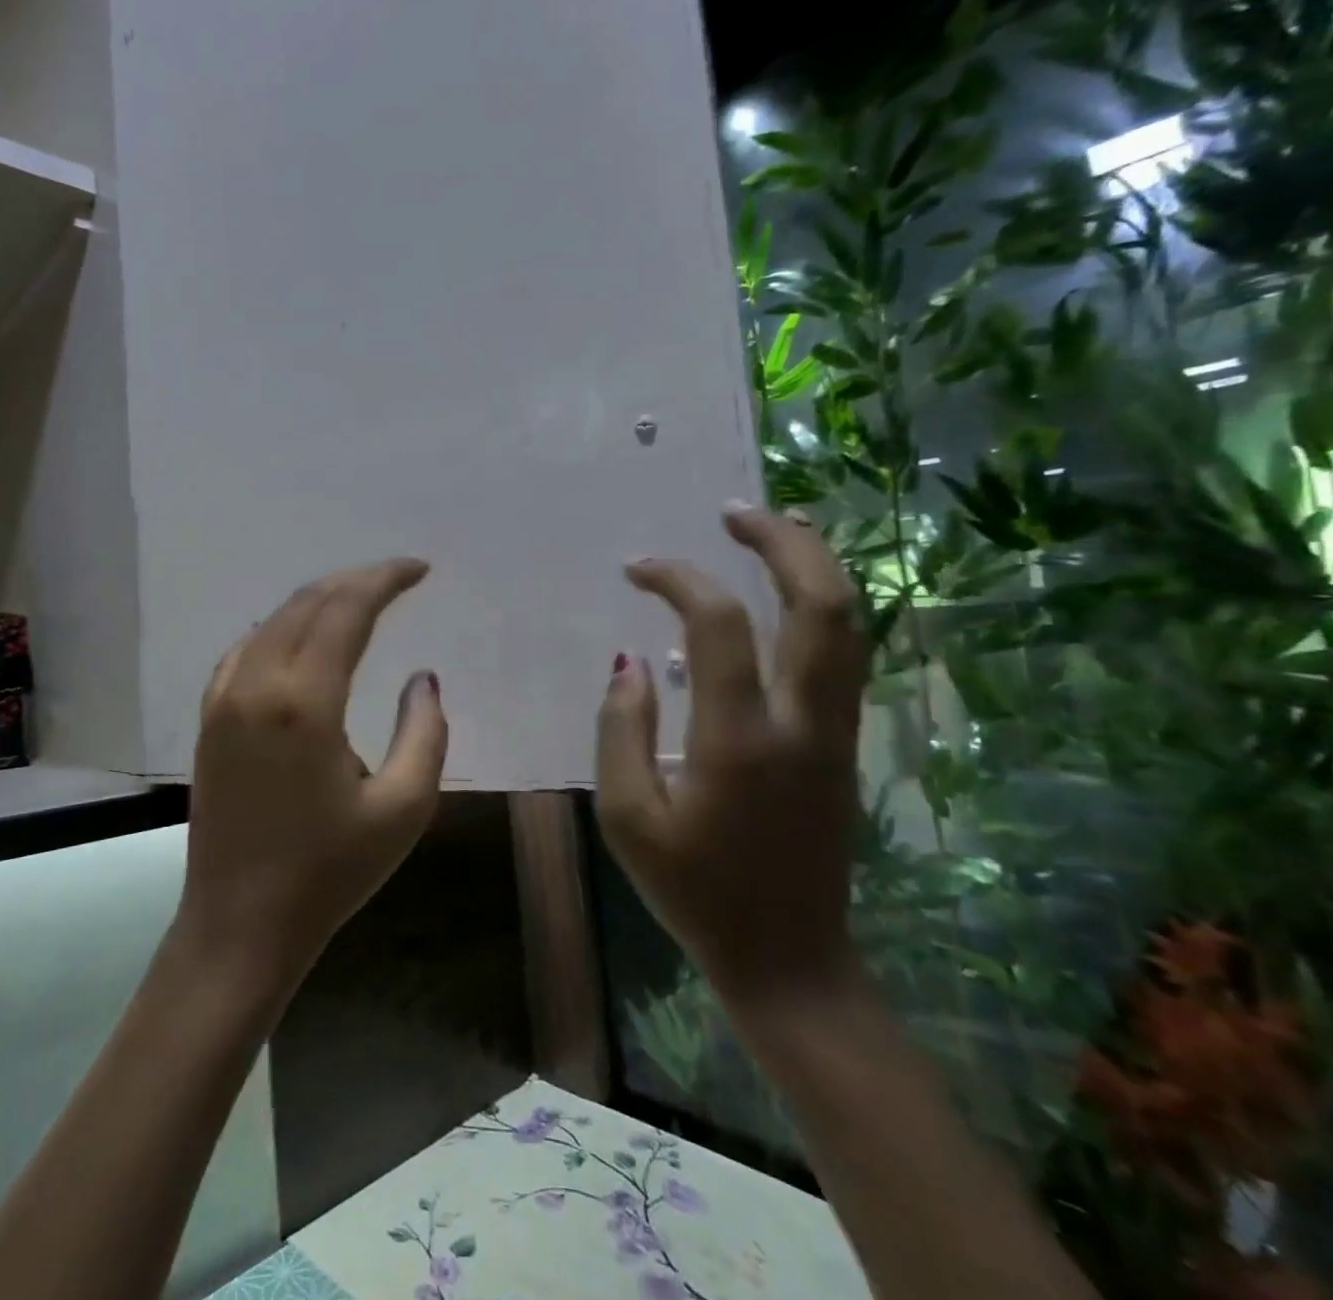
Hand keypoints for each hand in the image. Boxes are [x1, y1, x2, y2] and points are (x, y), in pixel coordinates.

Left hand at [180, 559, 447, 982]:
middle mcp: (257, 684)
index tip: (419, 570)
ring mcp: (224, 699)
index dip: (384, 579)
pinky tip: (301, 638)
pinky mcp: (209, 719)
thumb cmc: (329, 872)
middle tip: (397, 578)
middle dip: (355, 580)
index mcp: (305, 701)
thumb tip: (422, 679)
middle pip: (307, 603)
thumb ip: (425, 733)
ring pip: (273, 621)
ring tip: (360, 601)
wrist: (240, 923)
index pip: (346, 610)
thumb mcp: (403, 809)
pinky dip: (281, 628)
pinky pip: (246, 649)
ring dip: (319, 601)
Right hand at [595, 505, 869, 1007]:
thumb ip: (620, 731)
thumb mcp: (627, 819)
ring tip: (773, 530)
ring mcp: (837, 734)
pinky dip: (821, 608)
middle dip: (785, 543)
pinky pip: (845, 657)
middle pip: (823, 606)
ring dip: (816, 566)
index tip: (638, 568)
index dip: (678, 579)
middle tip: (736, 512)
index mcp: (739, 741)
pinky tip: (788, 596)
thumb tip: (629, 663)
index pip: (717, 626)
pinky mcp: (846, 747)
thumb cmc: (695, 892)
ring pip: (852, 627)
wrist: (789, 958)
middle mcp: (803, 723)